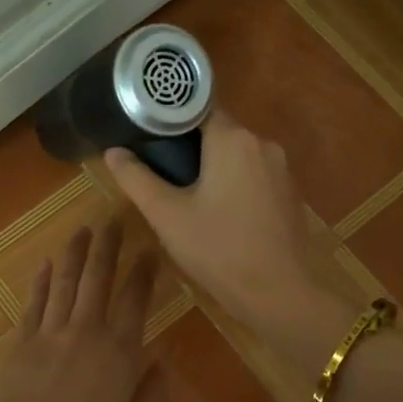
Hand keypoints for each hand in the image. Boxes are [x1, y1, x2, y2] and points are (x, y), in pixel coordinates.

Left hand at [0, 220, 160, 401]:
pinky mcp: (18, 341)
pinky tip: (47, 263)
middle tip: (114, 220)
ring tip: (83, 230)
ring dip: (75, 253)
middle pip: (99, 278)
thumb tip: (161, 361)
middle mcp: (87, 332)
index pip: (136, 300)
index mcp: (120, 353)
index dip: (144, 272)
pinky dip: (41, 280)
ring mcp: (49, 333)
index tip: (149, 251)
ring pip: (66, 281)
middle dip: (109, 246)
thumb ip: (149, 393)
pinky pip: (34, 302)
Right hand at [104, 111, 344, 341]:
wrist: (280, 293)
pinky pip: (253, 175)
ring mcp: (281, 169)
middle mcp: (262, 143)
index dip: (168, 119)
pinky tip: (217, 212)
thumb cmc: (219, 250)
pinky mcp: (289, 193)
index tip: (146, 136)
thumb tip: (113, 152)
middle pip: (216, 131)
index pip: (196, 108)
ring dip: (211, 167)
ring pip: (236, 155)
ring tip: (183, 194)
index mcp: (233, 139)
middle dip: (188, 147)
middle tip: (158, 171)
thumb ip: (137, 179)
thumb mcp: (167, 215)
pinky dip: (233, 183)